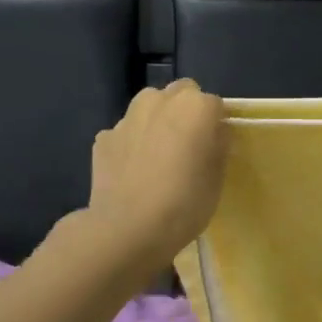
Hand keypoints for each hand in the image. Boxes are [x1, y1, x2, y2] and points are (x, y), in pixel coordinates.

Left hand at [87, 80, 228, 257]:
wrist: (128, 229)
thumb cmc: (186, 201)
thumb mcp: (218, 176)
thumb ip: (218, 146)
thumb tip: (214, 134)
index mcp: (196, 107)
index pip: (215, 104)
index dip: (217, 124)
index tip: (217, 146)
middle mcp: (161, 101)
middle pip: (181, 93)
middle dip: (187, 110)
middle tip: (190, 143)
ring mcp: (128, 117)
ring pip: (149, 105)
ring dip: (158, 118)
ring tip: (160, 151)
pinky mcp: (103, 138)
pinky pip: (126, 131)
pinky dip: (133, 141)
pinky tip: (134, 168)